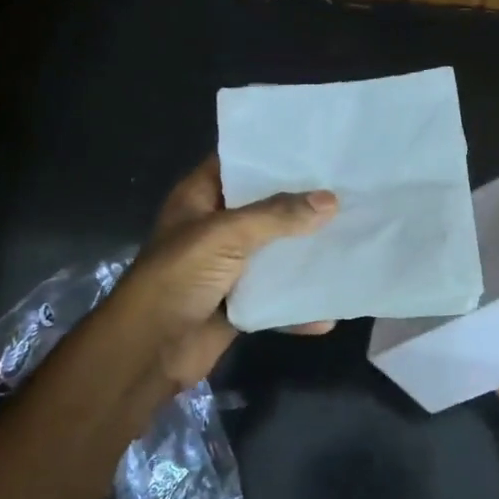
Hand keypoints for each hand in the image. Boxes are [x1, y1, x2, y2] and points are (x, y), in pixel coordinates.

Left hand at [103, 155, 337, 388]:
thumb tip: (330, 200)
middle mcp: (214, 228)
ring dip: (304, 254)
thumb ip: (277, 216)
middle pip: (263, 209)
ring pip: (273, 254)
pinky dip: (296, 306)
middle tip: (348, 190)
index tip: (315, 148)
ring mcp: (226, 268)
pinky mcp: (237, 303)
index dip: (271, 154)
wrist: (148, 350)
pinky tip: (329, 311)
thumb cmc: (177, 278)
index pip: (237, 163)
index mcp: (199, 199)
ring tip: (351, 239)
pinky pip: (274, 299)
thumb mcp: (224, 235)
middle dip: (301, 204)